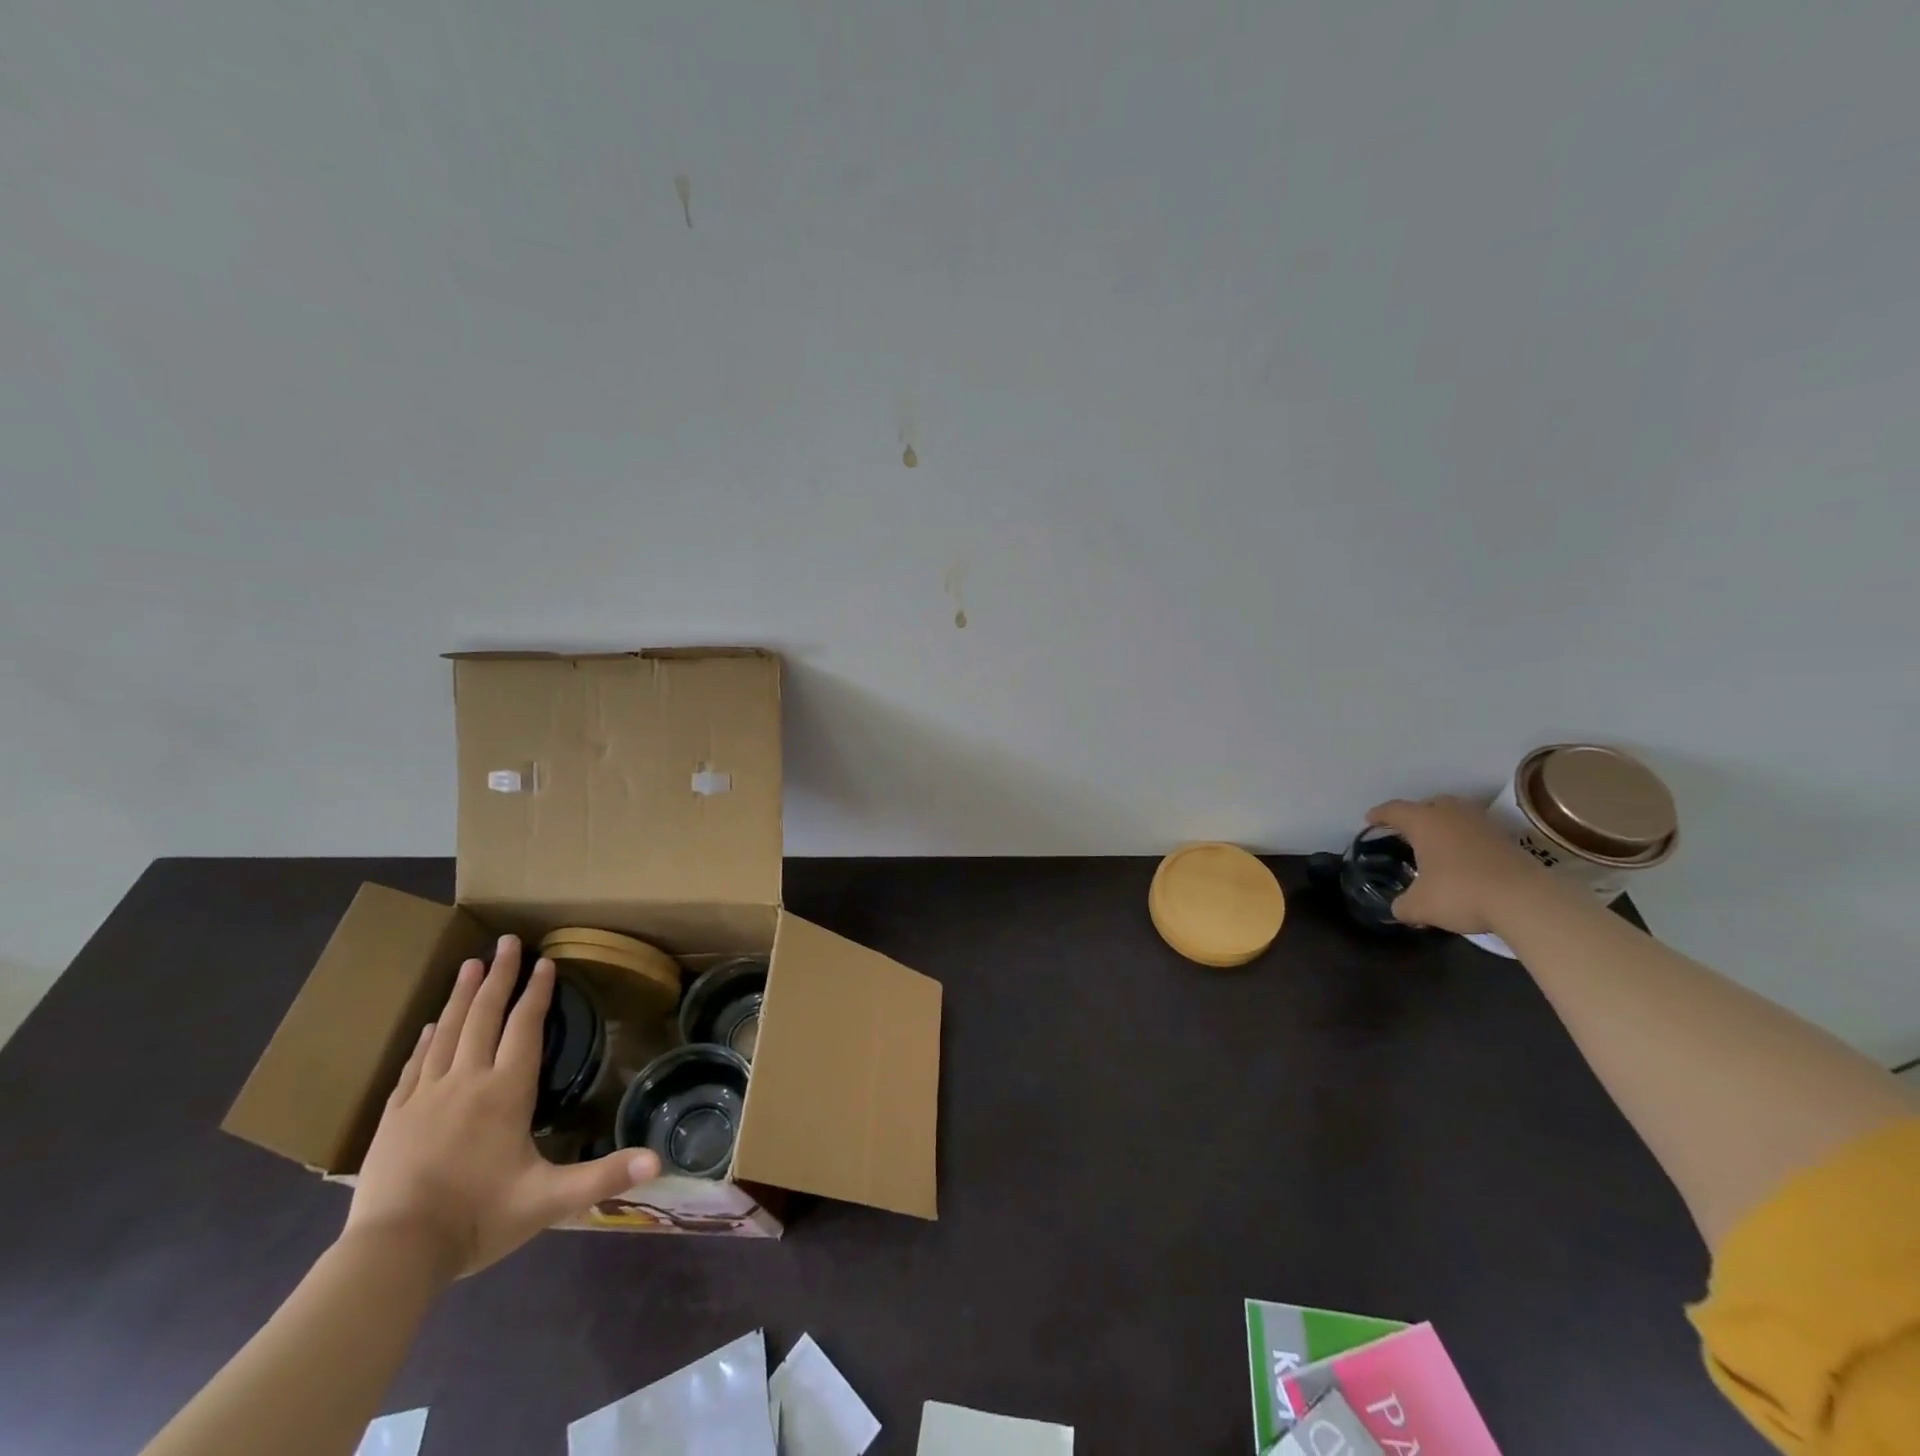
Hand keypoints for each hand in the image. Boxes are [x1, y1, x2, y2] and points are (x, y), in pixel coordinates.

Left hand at [344, 935, 659, 1276]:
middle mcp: (466, 1082)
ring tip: (468, 964)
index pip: (525, 1028)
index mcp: (506, 1092)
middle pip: (483, 1016)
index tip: (545, 962)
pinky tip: (430, 1025)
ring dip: (461, 996)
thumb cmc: (478, 1219)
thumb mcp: (549, 1199)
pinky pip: (413, 1066)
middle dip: (498, 976)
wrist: (393, 1255)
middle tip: (505, 941)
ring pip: (446, 1032)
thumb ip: (604, 1175)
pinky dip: (426, 1039)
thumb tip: (659, 1163)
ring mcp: (425, 1097)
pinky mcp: (393, 1118)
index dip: (537, 993)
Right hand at [1364, 795, 1555, 934]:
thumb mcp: (1420, 906)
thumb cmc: (1460, 892)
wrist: (1525, 900)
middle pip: (1429, 804)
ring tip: (1437, 842)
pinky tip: (1463, 857)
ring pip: (1457, 814)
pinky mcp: (1507, 839)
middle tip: (1407, 829)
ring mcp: (1482, 824)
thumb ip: (1403, 905)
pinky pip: (1476, 830)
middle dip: (1416, 814)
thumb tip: (1398, 909)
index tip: (1369, 820)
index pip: (1394, 810)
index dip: (1379, 815)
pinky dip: (1466, 838)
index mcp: (1423, 822)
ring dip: (1444, 824)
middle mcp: (1451, 815)